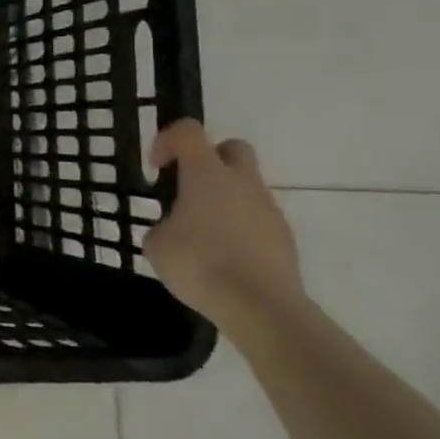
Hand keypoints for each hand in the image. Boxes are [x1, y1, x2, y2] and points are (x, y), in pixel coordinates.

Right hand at [144, 119, 303, 326]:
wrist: (260, 307)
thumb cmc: (199, 264)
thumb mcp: (156, 243)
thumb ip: (163, 225)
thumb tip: (175, 228)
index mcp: (207, 175)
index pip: (188, 131)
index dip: (167, 141)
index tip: (155, 168)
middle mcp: (242, 183)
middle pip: (231, 147)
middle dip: (208, 159)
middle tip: (187, 187)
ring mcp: (268, 210)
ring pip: (246, 186)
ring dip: (224, 197)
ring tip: (202, 232)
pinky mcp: (284, 238)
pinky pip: (257, 218)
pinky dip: (240, 226)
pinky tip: (224, 256)